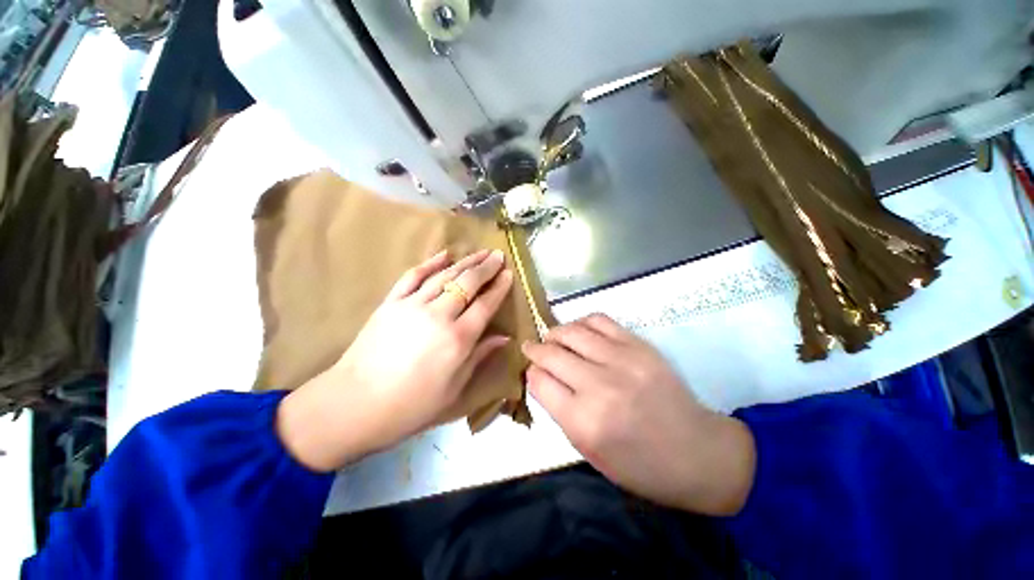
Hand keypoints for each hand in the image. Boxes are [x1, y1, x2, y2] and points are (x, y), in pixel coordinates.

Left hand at [276, 249, 513, 471]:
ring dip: (465, 262)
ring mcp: (412, 305)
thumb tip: (504, 337)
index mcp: (458, 339)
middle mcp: (438, 315)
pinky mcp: (391, 303)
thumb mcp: (454, 388)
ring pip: (445, 275)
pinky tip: (444, 255)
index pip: (486, 304)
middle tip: (498, 255)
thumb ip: (480, 356)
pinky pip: (413, 276)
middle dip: (486, 267)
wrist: (354, 405)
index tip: (509, 273)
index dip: (499, 287)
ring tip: (479, 252)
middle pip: (468, 283)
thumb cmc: (411, 405)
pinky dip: (430, 263)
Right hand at [522, 314, 755, 514]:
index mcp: (583, 421)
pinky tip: (578, 331)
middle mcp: (598, 385)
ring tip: (552, 338)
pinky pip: (598, 320)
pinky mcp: (638, 345)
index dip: (531, 374)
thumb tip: (540, 376)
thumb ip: (559, 409)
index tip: (532, 371)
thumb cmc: (638, 464)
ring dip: (554, 333)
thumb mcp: (588, 450)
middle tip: (531, 348)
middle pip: (550, 353)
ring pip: (571, 332)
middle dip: (535, 349)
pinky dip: (581, 323)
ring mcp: (621, 360)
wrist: (697, 453)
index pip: (539, 381)